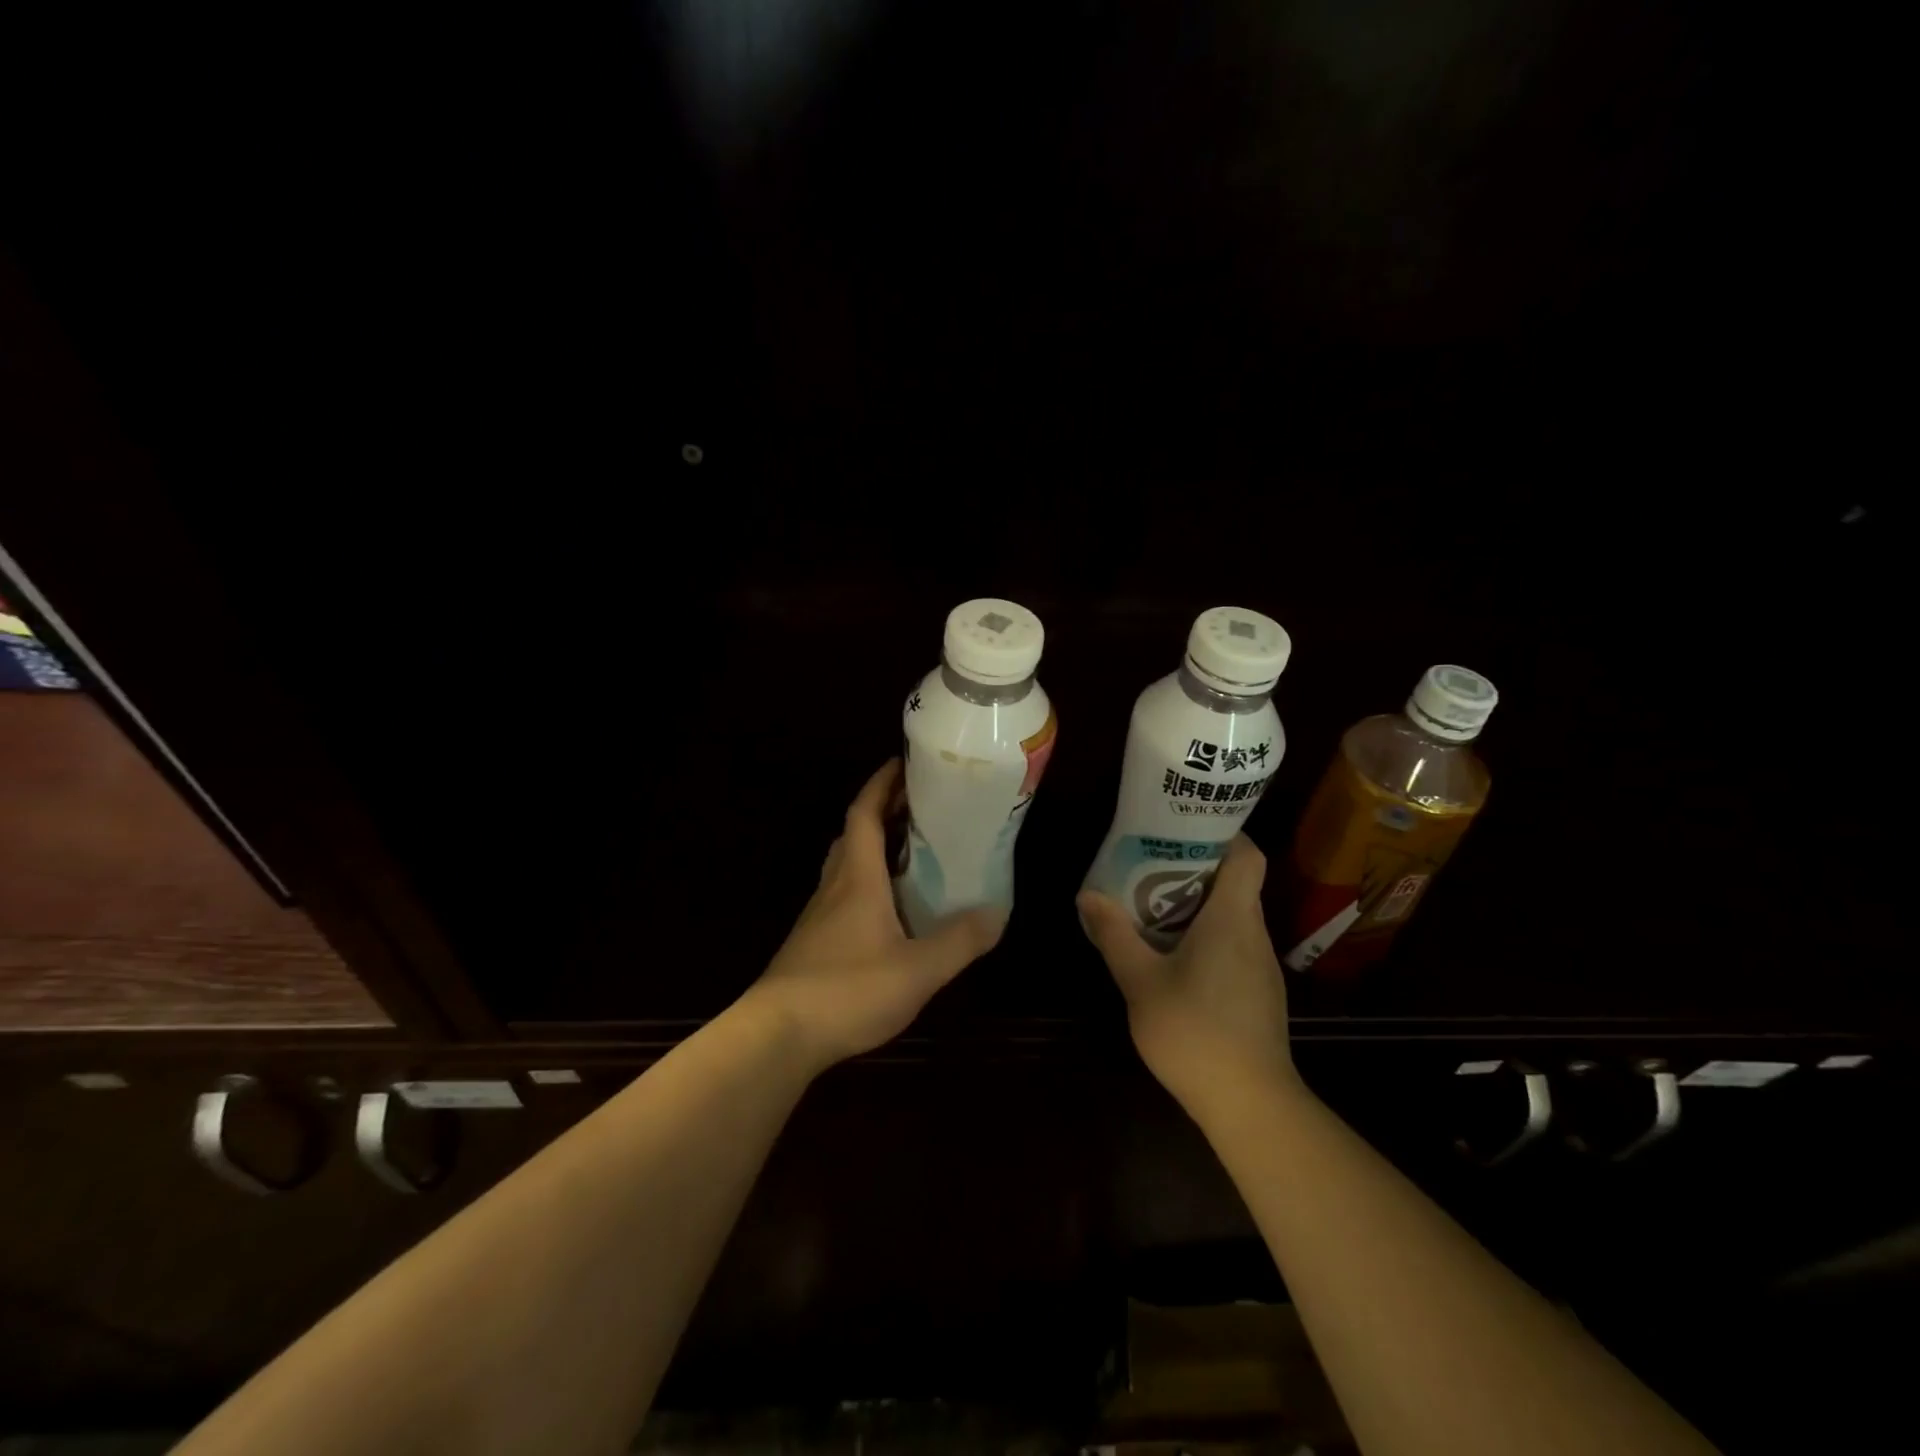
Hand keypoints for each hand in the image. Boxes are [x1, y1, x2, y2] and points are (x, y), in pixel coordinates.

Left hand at [745, 759, 1004, 1074]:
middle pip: (854, 834)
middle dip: (882, 812)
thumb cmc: (847, 990)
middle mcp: (835, 886)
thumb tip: (997, 912)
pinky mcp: (813, 942)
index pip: (864, 814)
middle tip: (917, 806)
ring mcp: (819, 915)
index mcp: (857, 877)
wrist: (778, 1035)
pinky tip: (889, 910)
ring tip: (909, 851)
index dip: (882, 784)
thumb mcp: (918, 969)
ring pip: (846, 865)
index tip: (903, 763)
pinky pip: (843, 895)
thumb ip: (960, 940)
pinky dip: (867, 883)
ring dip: (873, 847)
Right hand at [1078, 835, 1299, 1122]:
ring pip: (1234, 915)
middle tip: (1149, 864)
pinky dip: (1208, 935)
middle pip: (1236, 882)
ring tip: (1153, 905)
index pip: (1247, 855)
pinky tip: (1175, 956)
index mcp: (1232, 918)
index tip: (1183, 828)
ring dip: (1199, 903)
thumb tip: (1088, 895)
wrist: (1252, 1105)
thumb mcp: (1140, 982)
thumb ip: (1114, 935)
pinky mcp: (1260, 992)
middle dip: (1195, 867)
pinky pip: (1235, 944)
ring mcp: (1261, 965)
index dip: (1222, 833)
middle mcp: (1254, 933)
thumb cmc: (1195, 1032)